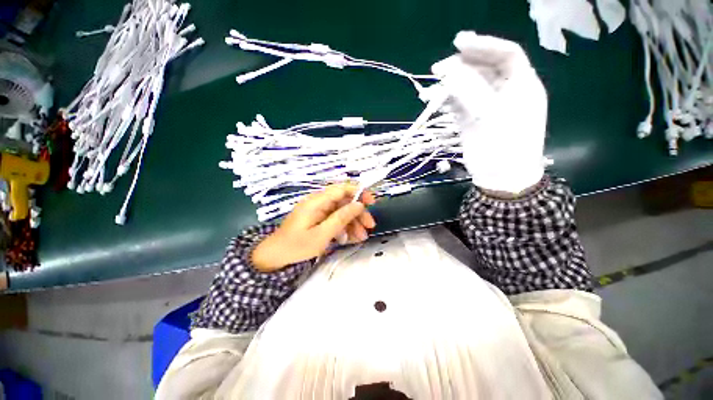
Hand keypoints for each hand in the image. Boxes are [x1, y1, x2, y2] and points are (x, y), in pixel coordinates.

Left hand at [251, 183, 376, 271]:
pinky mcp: (318, 219)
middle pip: (344, 201)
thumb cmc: (297, 246)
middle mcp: (319, 202)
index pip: (342, 189)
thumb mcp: (322, 234)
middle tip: (370, 226)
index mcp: (317, 201)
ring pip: (341, 211)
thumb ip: (341, 218)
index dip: (358, 192)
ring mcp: (319, 211)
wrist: (275, 256)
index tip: (371, 202)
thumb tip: (359, 204)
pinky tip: (350, 238)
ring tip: (362, 237)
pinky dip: (344, 227)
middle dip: (358, 213)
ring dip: (353, 222)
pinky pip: (335, 219)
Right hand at [431, 31, 547, 193]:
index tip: (458, 43)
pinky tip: (432, 101)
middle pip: (483, 69)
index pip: (506, 54)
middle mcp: (505, 91)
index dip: (484, 46)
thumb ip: (471, 92)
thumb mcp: (491, 117)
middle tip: (437, 70)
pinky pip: (458, 103)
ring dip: (448, 86)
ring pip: (467, 87)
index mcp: (521, 85)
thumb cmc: (504, 148)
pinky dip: (445, 101)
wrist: (500, 179)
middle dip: (461, 67)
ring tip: (429, 91)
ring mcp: (486, 106)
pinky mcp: (472, 119)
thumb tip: (449, 73)